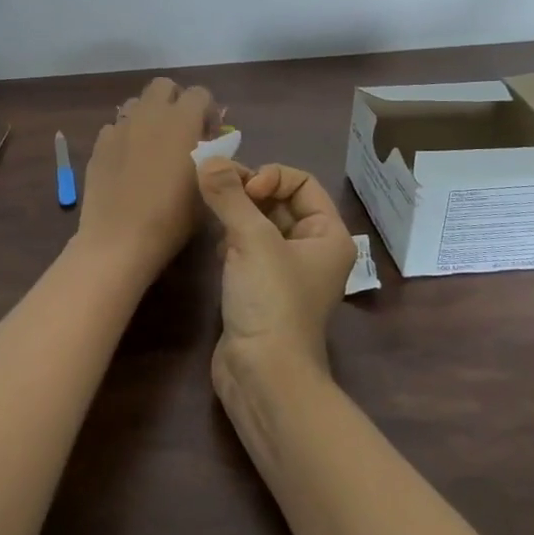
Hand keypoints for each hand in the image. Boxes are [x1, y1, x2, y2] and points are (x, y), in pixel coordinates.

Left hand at [76, 78, 216, 276]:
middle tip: (181, 132)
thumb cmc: (173, 217)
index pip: (199, 93)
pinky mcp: (99, 143)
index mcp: (182, 120)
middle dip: (175, 102)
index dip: (207, 111)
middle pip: (163, 87)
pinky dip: (126, 137)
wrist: (120, 239)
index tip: (209, 136)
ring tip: (153, 146)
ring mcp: (120, 126)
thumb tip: (207, 144)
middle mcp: (150, 114)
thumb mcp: (205, 187)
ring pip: (136, 103)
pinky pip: (116, 127)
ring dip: (148, 116)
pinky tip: (129, 163)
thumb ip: (211, 156)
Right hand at [198, 160, 355, 386]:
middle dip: (247, 191)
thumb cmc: (271, 301)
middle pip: (279, 200)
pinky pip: (246, 248)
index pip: (301, 182)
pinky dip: (230, 239)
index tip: (244, 191)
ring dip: (236, 213)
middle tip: (214, 189)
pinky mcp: (260, 289)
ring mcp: (286, 271)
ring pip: (259, 224)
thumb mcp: (251, 240)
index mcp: (327, 235)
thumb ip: (229, 196)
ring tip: (212, 214)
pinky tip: (215, 248)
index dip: (271, 177)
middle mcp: (312, 249)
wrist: (263, 375)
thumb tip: (206, 158)